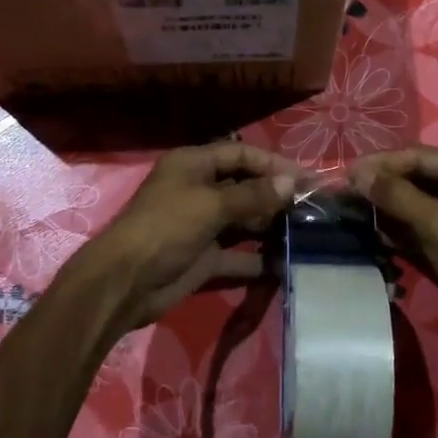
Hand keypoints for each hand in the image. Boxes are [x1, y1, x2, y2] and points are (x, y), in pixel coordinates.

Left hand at [67, 141, 300, 335]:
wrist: (125, 283)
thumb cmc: (165, 228)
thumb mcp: (210, 205)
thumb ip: (252, 195)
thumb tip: (291, 183)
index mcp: (193, 165)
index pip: (241, 155)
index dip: (273, 164)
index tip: (306, 179)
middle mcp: (199, 190)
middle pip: (245, 187)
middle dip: (276, 196)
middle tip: (312, 207)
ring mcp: (202, 226)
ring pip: (244, 221)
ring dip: (271, 227)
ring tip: (307, 233)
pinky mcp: (205, 258)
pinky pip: (238, 255)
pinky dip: (259, 259)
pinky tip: (286, 264)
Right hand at [350, 146, 437, 370]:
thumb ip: (396, 195)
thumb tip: (356, 172)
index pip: (420, 156)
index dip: (382, 163)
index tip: (345, 173)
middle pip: (417, 178)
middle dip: (382, 185)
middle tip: (343, 192)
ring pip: (416, 204)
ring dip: (386, 208)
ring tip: (349, 210)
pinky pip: (420, 228)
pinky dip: (397, 230)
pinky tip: (371, 232)